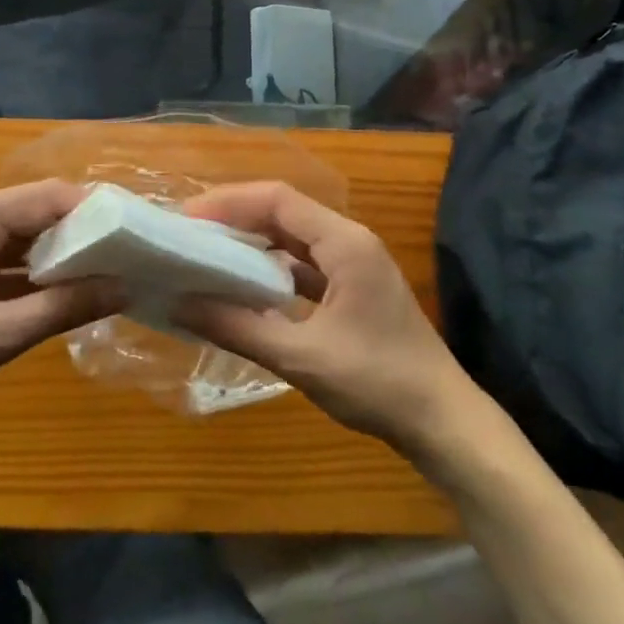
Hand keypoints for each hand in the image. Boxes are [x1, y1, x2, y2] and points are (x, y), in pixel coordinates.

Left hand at [0, 182, 119, 448]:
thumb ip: (62, 309)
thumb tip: (124, 286)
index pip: (50, 196)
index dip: (95, 211)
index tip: (135, 235)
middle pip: (40, 209)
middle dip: (84, 230)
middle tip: (130, 255)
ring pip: (27, 233)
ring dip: (63, 251)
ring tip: (110, 271)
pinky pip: (10, 256)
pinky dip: (38, 271)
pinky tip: (68, 291)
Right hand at [175, 182, 474, 452]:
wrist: (444, 424)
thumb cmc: (378, 383)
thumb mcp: (301, 357)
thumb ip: (239, 327)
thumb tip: (180, 305)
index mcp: (345, 243)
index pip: (278, 200)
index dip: (230, 202)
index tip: (187, 219)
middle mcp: (350, 242)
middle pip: (285, 212)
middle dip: (237, 218)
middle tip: (190, 235)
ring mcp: (355, 265)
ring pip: (295, 238)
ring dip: (254, 242)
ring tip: (208, 254)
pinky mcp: (354, 289)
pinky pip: (306, 265)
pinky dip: (273, 269)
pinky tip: (245, 286)